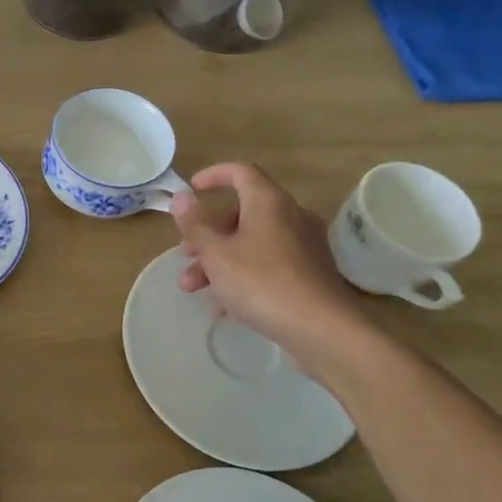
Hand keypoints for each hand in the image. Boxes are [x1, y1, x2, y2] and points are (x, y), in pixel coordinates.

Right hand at [171, 162, 369, 370]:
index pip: (241, 172)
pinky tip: (223, 306)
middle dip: (207, 234)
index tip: (192, 189)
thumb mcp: (216, 253)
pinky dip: (242, 275)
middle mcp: (291, 216)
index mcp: (269, 203)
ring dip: (219, 259)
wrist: (321, 329)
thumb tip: (181, 197)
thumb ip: (195, 225)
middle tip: (186, 255)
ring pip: (252, 242)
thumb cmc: (261, 283)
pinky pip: (267, 264)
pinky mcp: (310, 273)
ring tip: (193, 288)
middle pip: (242, 213)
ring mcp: (304, 245)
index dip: (214, 175)